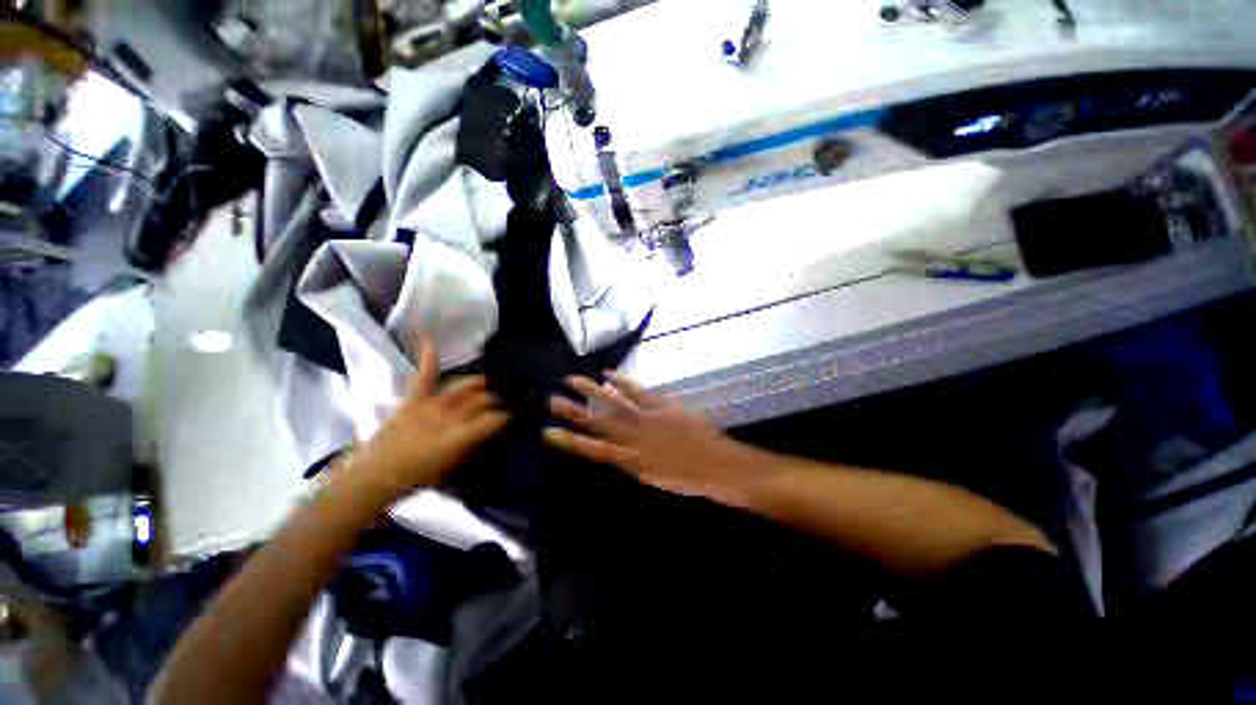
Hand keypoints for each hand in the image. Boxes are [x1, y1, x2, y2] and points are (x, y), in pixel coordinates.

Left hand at [346, 337, 508, 499]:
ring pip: (462, 386)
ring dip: (479, 384)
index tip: (515, 416)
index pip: (493, 419)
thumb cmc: (416, 478)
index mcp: (459, 436)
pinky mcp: (412, 400)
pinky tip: (430, 339)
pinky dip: (428, 358)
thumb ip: (474, 445)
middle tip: (504, 403)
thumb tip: (493, 430)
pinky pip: (424, 376)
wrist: (372, 478)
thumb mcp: (453, 467)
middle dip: (497, 400)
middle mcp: (448, 415)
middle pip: (481, 400)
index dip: (507, 417)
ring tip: (489, 383)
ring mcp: (429, 404)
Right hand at [544, 373, 768, 508]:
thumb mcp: (656, 478)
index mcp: (632, 462)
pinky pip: (638, 392)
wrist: (720, 467)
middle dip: (574, 412)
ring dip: (592, 391)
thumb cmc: (689, 479)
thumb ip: (635, 463)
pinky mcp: (662, 406)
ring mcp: (648, 420)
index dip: (571, 441)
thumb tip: (618, 451)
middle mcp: (635, 439)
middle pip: (599, 423)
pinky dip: (623, 382)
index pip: (594, 450)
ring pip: (614, 403)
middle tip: (552, 400)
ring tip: (572, 380)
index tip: (549, 432)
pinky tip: (610, 374)